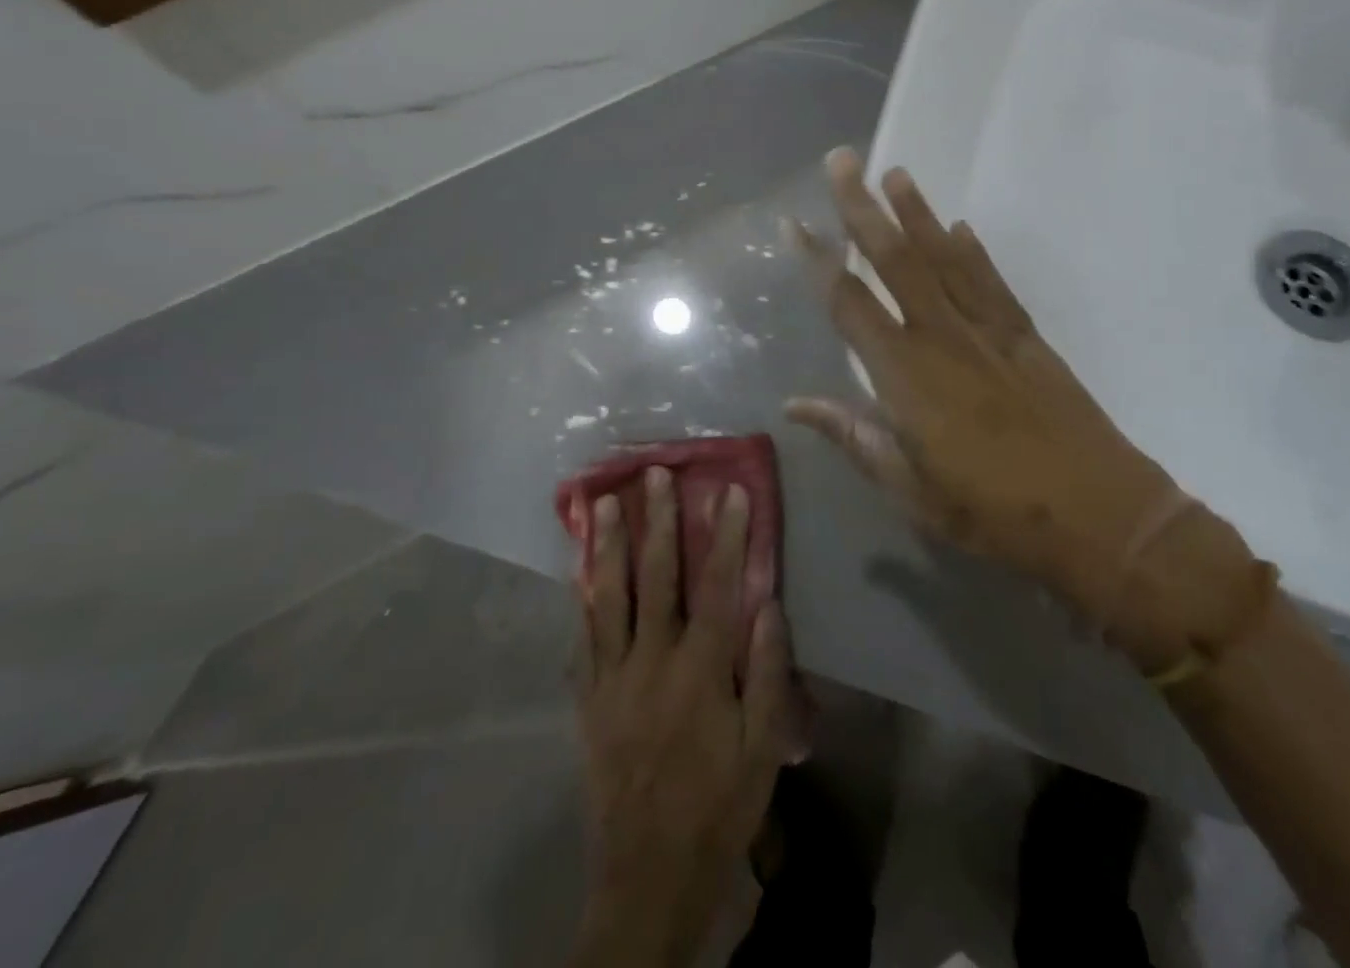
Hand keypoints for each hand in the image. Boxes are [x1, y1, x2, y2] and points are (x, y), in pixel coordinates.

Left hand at [571, 468, 792, 967]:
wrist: (649, 874)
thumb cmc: (719, 806)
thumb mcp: (762, 747)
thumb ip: (767, 671)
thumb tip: (770, 604)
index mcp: (702, 669)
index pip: (719, 585)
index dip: (727, 534)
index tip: (731, 490)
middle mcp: (654, 659)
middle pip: (657, 576)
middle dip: (658, 521)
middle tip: (654, 474)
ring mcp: (614, 677)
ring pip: (609, 596)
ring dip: (609, 544)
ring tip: (603, 501)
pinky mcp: (590, 699)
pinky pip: (583, 637)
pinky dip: (582, 597)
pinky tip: (579, 570)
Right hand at [785, 148, 1257, 671]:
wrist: (1099, 514)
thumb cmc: (993, 513)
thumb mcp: (910, 490)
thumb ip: (854, 437)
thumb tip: (794, 405)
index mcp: (905, 377)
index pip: (849, 304)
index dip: (818, 261)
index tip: (795, 223)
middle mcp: (942, 337)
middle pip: (896, 260)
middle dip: (863, 208)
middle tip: (842, 162)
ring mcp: (989, 331)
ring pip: (945, 257)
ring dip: (917, 213)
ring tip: (896, 174)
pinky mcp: (1026, 336)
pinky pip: (991, 281)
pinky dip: (973, 250)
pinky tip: (960, 227)